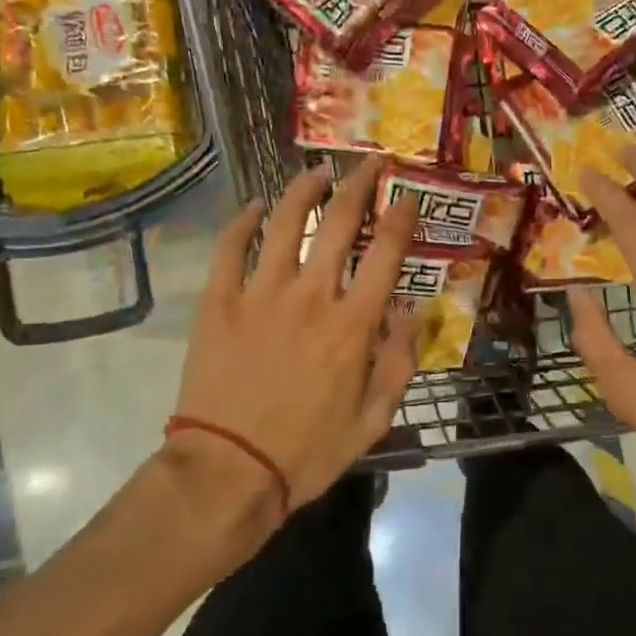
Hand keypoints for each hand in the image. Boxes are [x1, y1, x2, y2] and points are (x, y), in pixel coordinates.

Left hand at [173, 155, 418, 516]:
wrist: (228, 472)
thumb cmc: (307, 451)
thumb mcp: (373, 420)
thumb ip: (400, 360)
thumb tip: (416, 309)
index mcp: (352, 324)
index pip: (386, 253)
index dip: (400, 217)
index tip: (407, 196)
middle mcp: (310, 295)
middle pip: (338, 222)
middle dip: (358, 184)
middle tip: (368, 162)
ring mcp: (259, 294)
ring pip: (283, 222)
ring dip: (303, 190)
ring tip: (316, 172)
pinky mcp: (218, 302)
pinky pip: (229, 248)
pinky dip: (241, 222)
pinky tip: (253, 207)